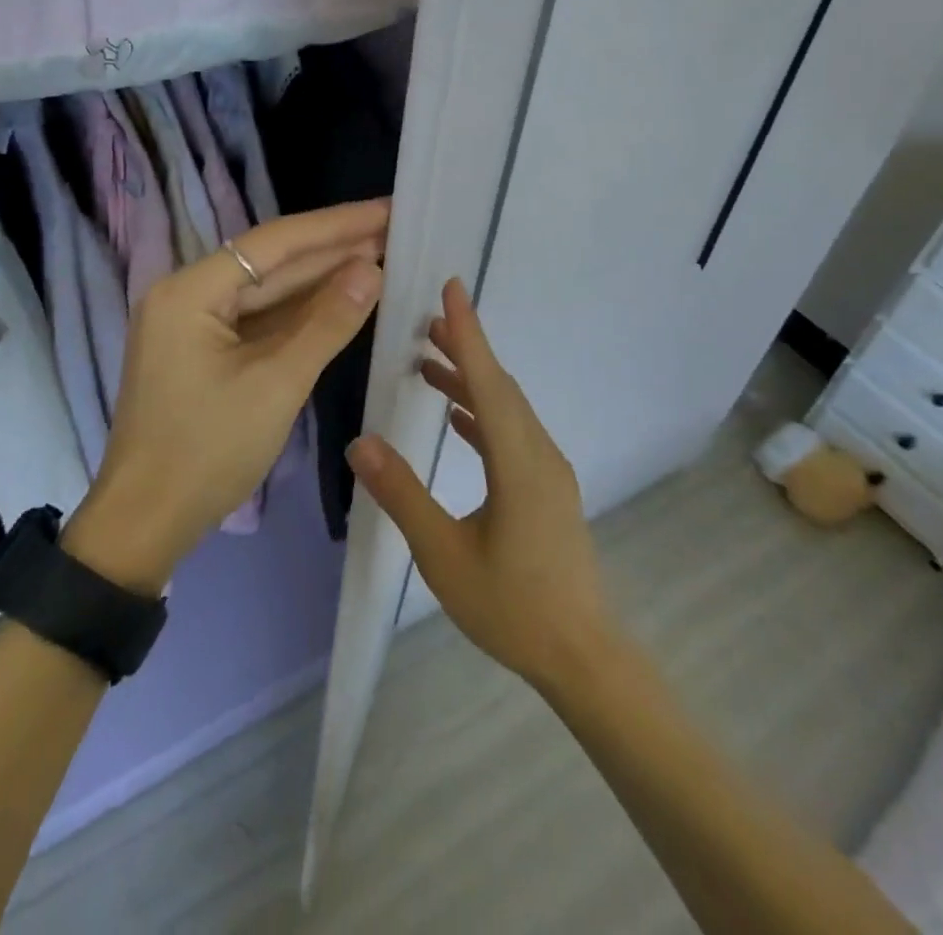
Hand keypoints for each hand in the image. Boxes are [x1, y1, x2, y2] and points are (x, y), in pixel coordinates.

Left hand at [62, 200, 389, 593]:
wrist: (146, 524)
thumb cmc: (207, 451)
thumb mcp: (276, 384)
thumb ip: (327, 322)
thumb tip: (372, 268)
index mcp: (190, 291)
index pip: (274, 243)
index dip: (335, 225)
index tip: (386, 209)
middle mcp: (187, 294)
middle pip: (270, 262)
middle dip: (332, 249)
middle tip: (393, 229)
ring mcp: (193, 324)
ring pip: (266, 291)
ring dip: (320, 279)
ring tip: (379, 254)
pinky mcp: (203, 350)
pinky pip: (258, 320)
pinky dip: (299, 312)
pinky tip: (340, 298)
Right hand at [347, 279, 617, 693]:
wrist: (581, 655)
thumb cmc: (510, 607)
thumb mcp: (444, 555)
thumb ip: (403, 495)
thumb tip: (360, 443)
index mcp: (519, 462)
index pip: (489, 382)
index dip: (468, 332)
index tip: (452, 287)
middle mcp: (540, 454)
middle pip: (500, 387)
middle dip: (465, 349)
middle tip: (425, 322)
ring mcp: (548, 471)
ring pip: (507, 409)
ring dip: (472, 381)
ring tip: (429, 363)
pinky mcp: (547, 488)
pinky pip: (512, 433)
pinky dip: (483, 414)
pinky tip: (457, 417)